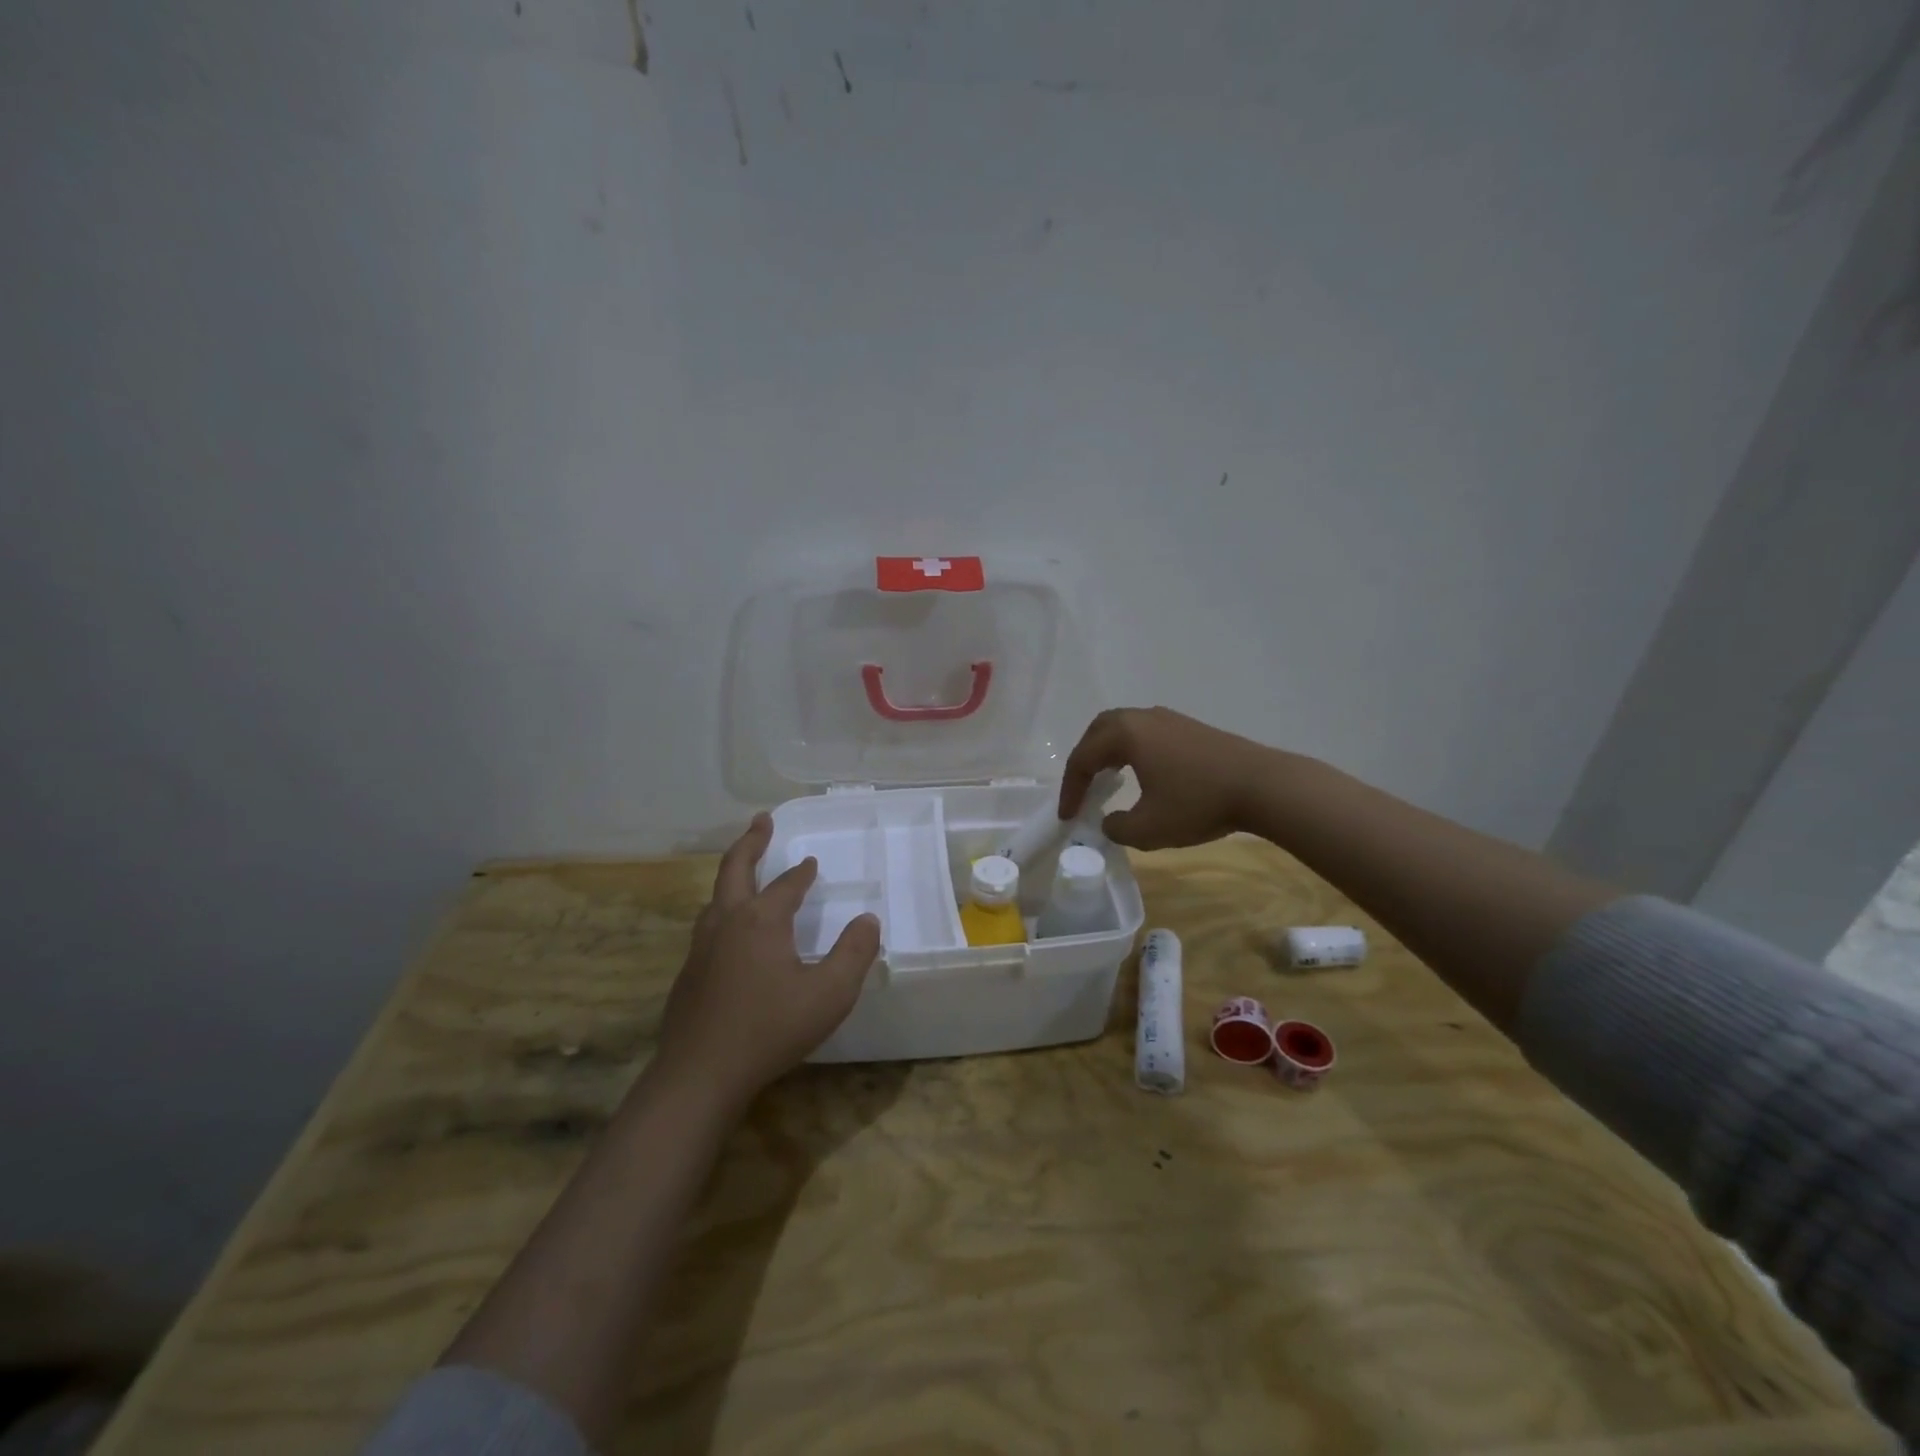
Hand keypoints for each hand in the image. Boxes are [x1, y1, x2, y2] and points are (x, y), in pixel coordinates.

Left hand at [652, 813, 880, 1110]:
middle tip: (761, 821)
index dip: (802, 873)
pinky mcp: (688, 974)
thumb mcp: (829, 994)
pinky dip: (723, 909)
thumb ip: (854, 954)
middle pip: (735, 869)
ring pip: (716, 897)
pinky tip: (730, 932)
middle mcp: (727, 922)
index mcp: (762, 921)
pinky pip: (708, 925)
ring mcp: (701, 948)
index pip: (786, 885)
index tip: (811, 862)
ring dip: (733, 874)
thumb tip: (868, 920)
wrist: (699, 1074)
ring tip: (744, 871)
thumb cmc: (770, 1029)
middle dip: (751, 842)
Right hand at [1059, 707, 1278, 849]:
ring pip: (1123, 728)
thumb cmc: (1199, 804)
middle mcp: (1142, 718)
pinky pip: (1145, 733)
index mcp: (1125, 734)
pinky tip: (1142, 773)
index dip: (1070, 790)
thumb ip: (1117, 828)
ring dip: (1107, 752)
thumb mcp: (1148, 829)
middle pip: (1098, 731)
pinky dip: (1131, 750)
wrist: (1263, 786)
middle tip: (1081, 789)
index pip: (1082, 758)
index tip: (1068, 817)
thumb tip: (1110, 821)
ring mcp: (1169, 719)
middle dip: (1084, 760)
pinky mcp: (1190, 727)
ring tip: (1106, 780)